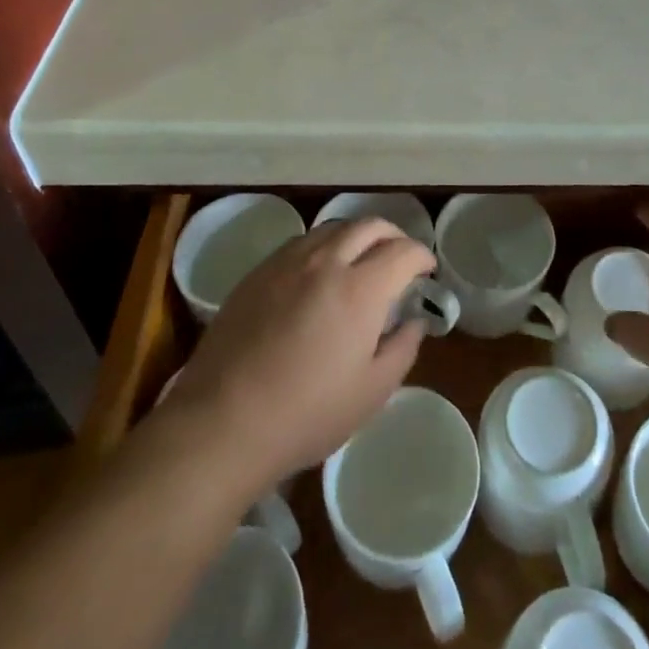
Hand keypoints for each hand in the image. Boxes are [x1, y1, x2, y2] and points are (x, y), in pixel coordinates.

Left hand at [158, 217, 433, 490]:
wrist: (222, 422)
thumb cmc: (306, 414)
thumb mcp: (371, 392)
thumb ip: (402, 349)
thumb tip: (414, 321)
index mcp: (360, 289)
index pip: (403, 250)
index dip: (422, 256)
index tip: (427, 271)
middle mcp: (326, 262)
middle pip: (369, 225)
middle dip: (393, 235)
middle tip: (399, 258)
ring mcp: (288, 262)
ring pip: (333, 228)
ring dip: (357, 236)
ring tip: (360, 261)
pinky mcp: (258, 272)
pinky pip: (301, 242)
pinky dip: (323, 247)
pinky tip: (319, 274)